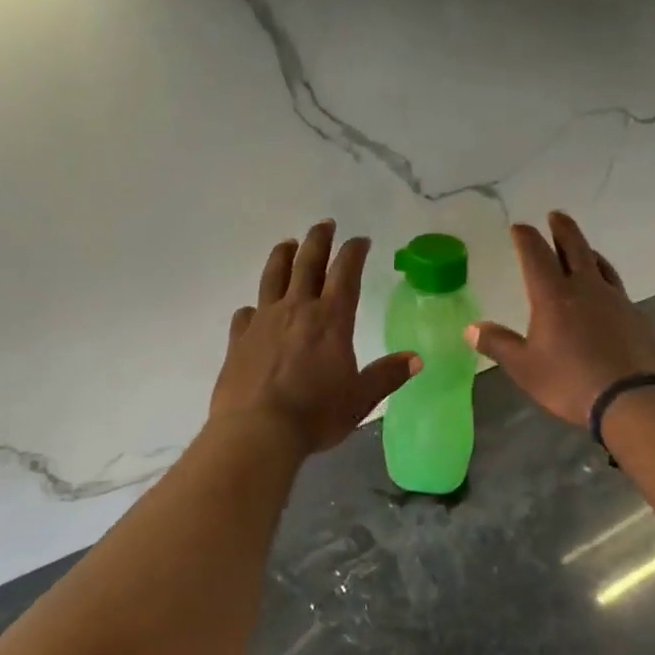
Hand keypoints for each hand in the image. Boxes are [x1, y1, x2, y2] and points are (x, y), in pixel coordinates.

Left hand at [211, 221, 419, 456]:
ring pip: (273, 277)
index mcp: (330, 320)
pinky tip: (254, 311)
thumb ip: (386, 375)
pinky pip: (246, 314)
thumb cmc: (315, 414)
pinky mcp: (239, 338)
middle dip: (318, 240)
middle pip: (307, 263)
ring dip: (282, 256)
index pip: (346, 274)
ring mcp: (263, 321)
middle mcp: (296, 310)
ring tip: (287, 243)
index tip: (360, 239)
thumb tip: (416, 359)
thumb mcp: (360, 399)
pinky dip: (253, 308)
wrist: (257, 430)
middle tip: (324, 224)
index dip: (353, 252)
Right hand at [467, 211, 654, 426]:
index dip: (526, 238)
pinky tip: (604, 291)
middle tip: (556, 215)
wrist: (635, 400)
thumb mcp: (525, 367)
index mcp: (553, 296)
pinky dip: (604, 278)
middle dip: (562, 230)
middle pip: (574, 248)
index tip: (519, 226)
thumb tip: (471, 328)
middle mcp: (585, 289)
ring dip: (586, 250)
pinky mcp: (637, 317)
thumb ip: (498, 344)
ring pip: (599, 264)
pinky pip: (616, 287)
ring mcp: (616, 300)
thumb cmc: (571, 381)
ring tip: (582, 248)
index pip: (536, 256)